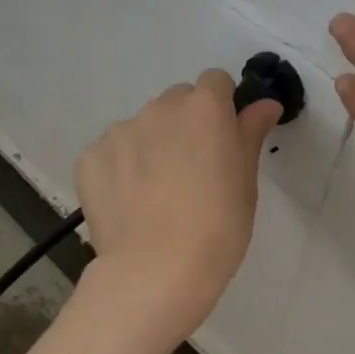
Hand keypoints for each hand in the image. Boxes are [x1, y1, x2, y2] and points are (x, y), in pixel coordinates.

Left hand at [75, 70, 283, 338]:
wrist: (156, 271)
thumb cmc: (217, 230)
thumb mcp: (246, 184)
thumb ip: (250, 134)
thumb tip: (264, 104)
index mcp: (205, 109)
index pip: (215, 82)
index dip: (221, 107)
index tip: (223, 140)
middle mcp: (159, 109)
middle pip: (176, 102)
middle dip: (185, 125)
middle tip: (191, 172)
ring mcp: (119, 132)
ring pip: (142, 127)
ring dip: (151, 146)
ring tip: (155, 195)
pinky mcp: (90, 158)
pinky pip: (112, 152)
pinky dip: (121, 169)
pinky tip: (129, 205)